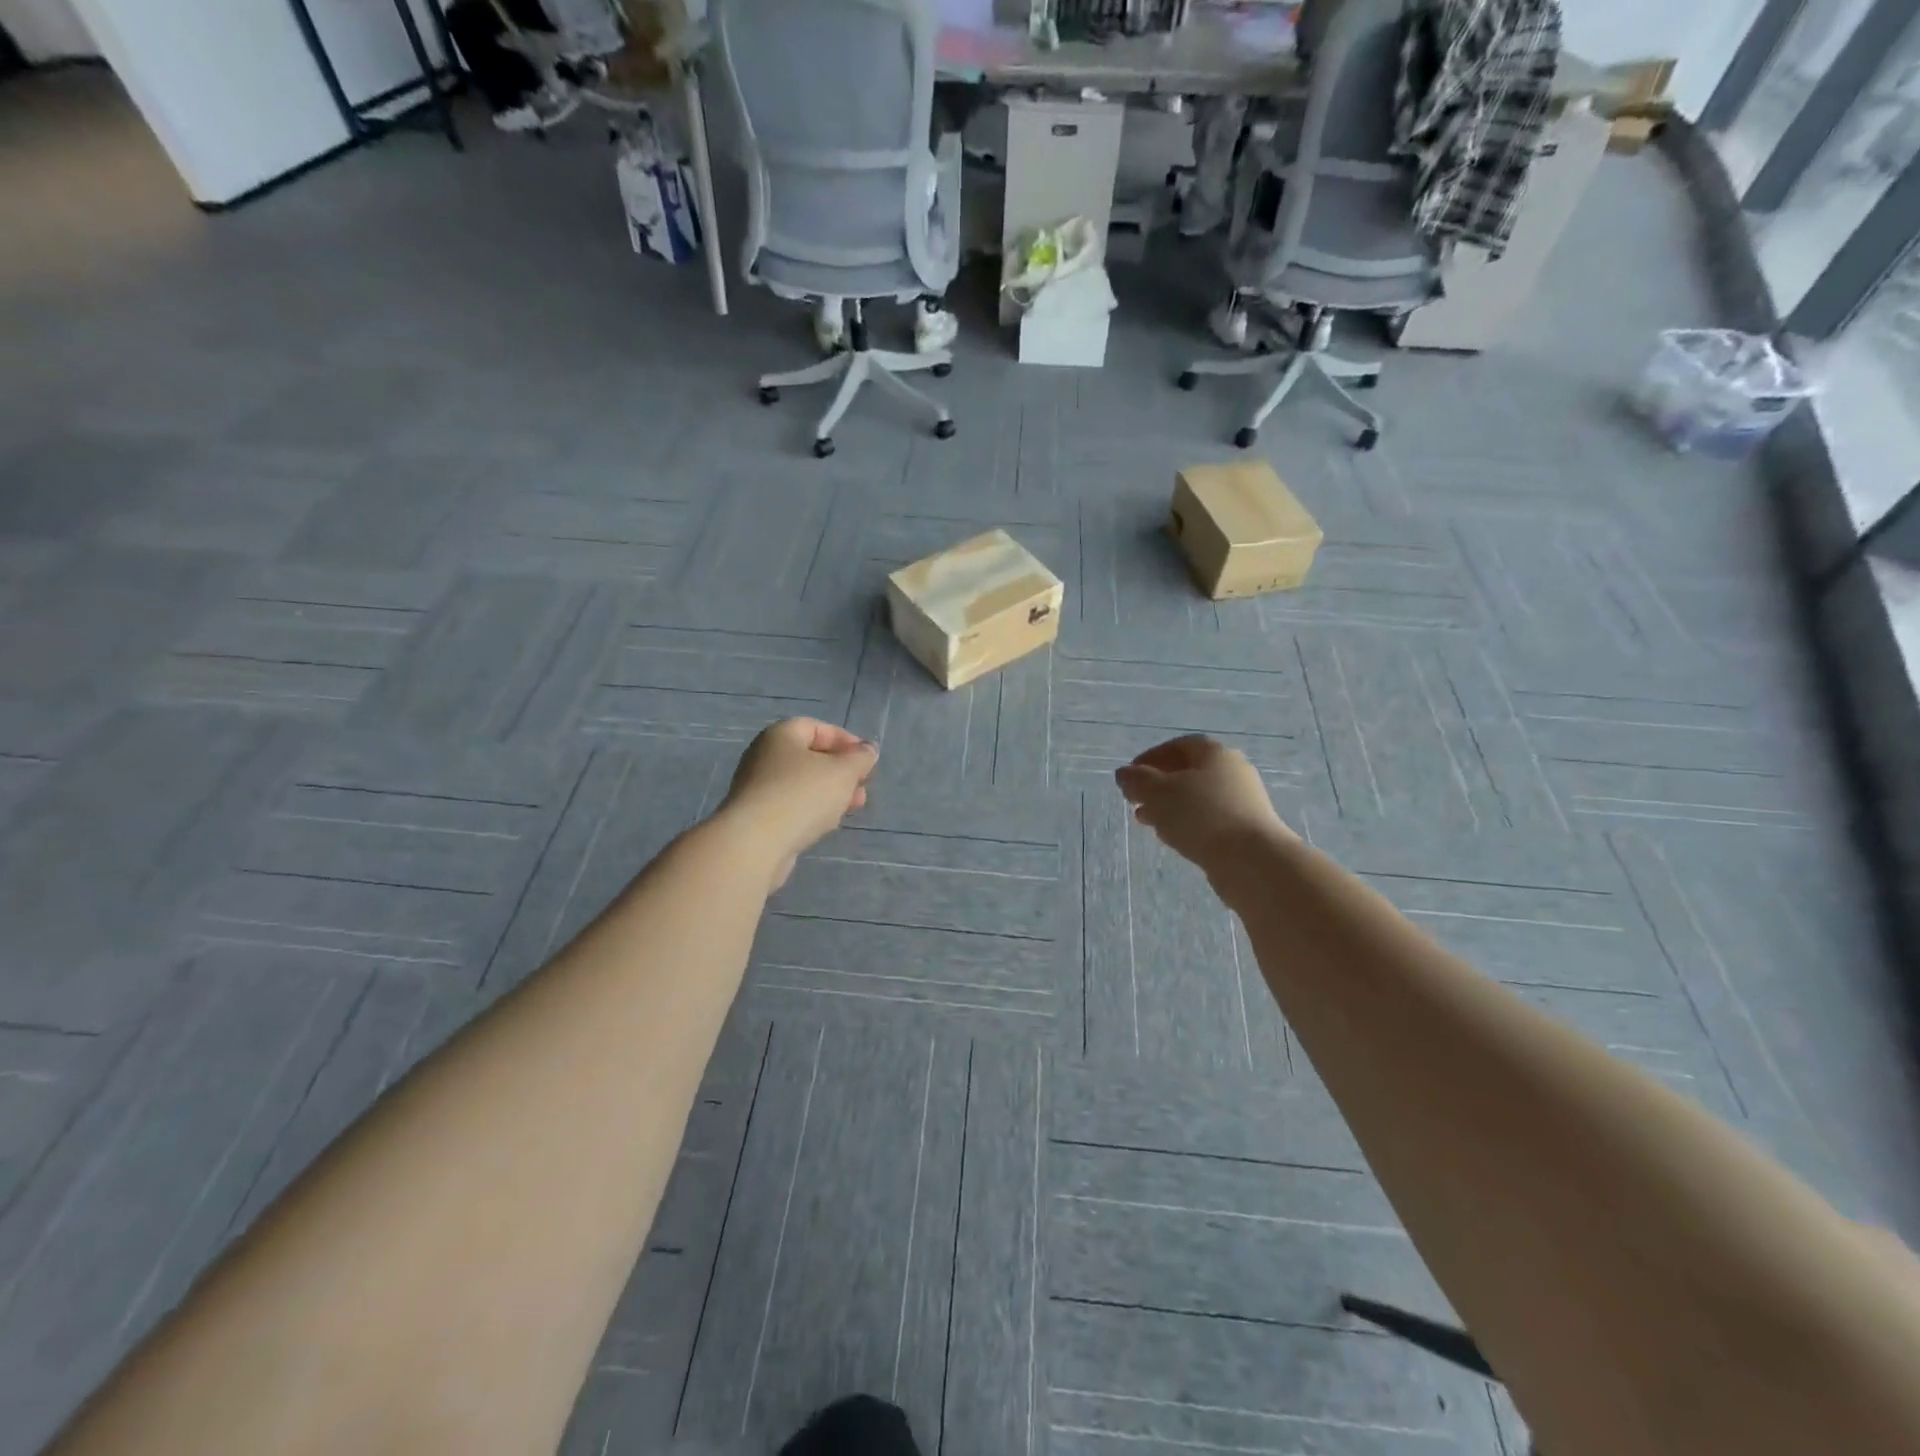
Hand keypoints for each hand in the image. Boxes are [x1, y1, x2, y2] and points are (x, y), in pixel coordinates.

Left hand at [719, 719, 878, 889]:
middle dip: (842, 771)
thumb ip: (860, 758)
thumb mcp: (843, 772)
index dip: (845, 740)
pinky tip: (827, 825)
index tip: (866, 760)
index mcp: (781, 736)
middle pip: (810, 757)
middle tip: (863, 787)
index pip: (817, 727)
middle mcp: (764, 756)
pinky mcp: (757, 817)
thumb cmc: (802, 795)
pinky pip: (791, 806)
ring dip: (831, 793)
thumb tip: (868, 749)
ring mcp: (758, 788)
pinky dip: (812, 810)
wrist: (755, 843)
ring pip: (803, 784)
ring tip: (853, 808)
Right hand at [1115, 735, 1293, 874]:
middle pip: (1189, 771)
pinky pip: (1210, 818)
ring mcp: (1243, 801)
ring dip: (1170, 806)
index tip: (1130, 775)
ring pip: (1198, 797)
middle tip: (1135, 799)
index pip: (1178, 746)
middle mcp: (1233, 771)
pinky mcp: (1246, 828)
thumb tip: (1125, 774)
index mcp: (1214, 753)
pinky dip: (1188, 822)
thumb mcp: (1157, 793)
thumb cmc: (1201, 816)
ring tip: (1146, 821)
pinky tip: (1173, 837)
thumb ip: (1137, 780)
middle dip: (1158, 784)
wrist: (1251, 860)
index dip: (1151, 757)